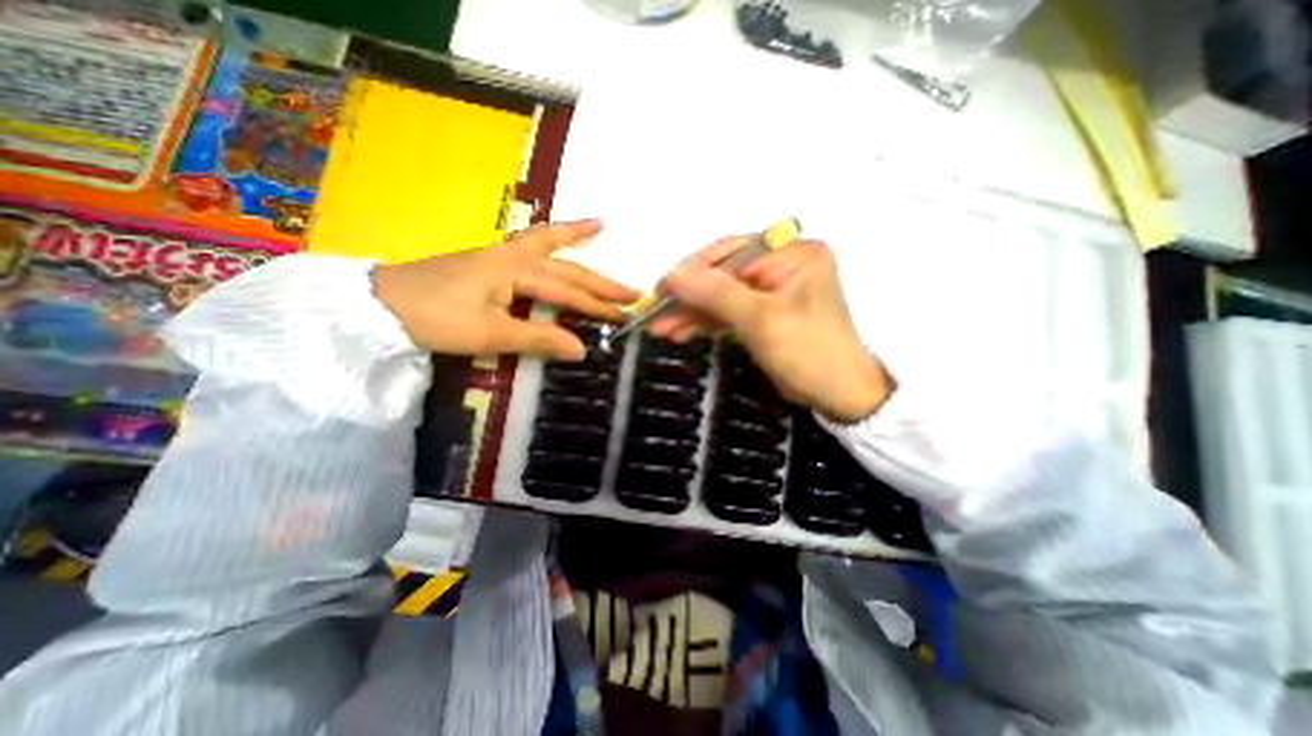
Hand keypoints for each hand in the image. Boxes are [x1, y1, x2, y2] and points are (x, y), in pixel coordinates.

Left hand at [372, 222, 637, 362]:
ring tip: (600, 228)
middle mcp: (514, 257)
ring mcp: (500, 255)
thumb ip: (539, 339)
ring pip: (547, 245)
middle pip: (566, 269)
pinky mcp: (490, 262)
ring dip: (575, 239)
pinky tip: (555, 238)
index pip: (569, 293)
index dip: (598, 307)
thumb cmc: (436, 318)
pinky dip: (548, 238)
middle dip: (600, 282)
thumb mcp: (491, 334)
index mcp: (517, 272)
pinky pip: (529, 245)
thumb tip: (581, 349)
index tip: (625, 318)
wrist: (381, 305)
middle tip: (631, 291)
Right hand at [652, 236, 898, 418]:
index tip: (662, 290)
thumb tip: (674, 275)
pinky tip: (681, 331)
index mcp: (792, 253)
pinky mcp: (764, 312)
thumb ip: (716, 293)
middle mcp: (782, 264)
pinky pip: (728, 311)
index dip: (693, 271)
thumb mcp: (761, 320)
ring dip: (692, 311)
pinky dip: (705, 322)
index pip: (731, 253)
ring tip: (662, 328)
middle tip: (656, 314)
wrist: (838, 395)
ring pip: (721, 295)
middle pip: (722, 274)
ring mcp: (772, 289)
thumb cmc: (808, 353)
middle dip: (689, 297)